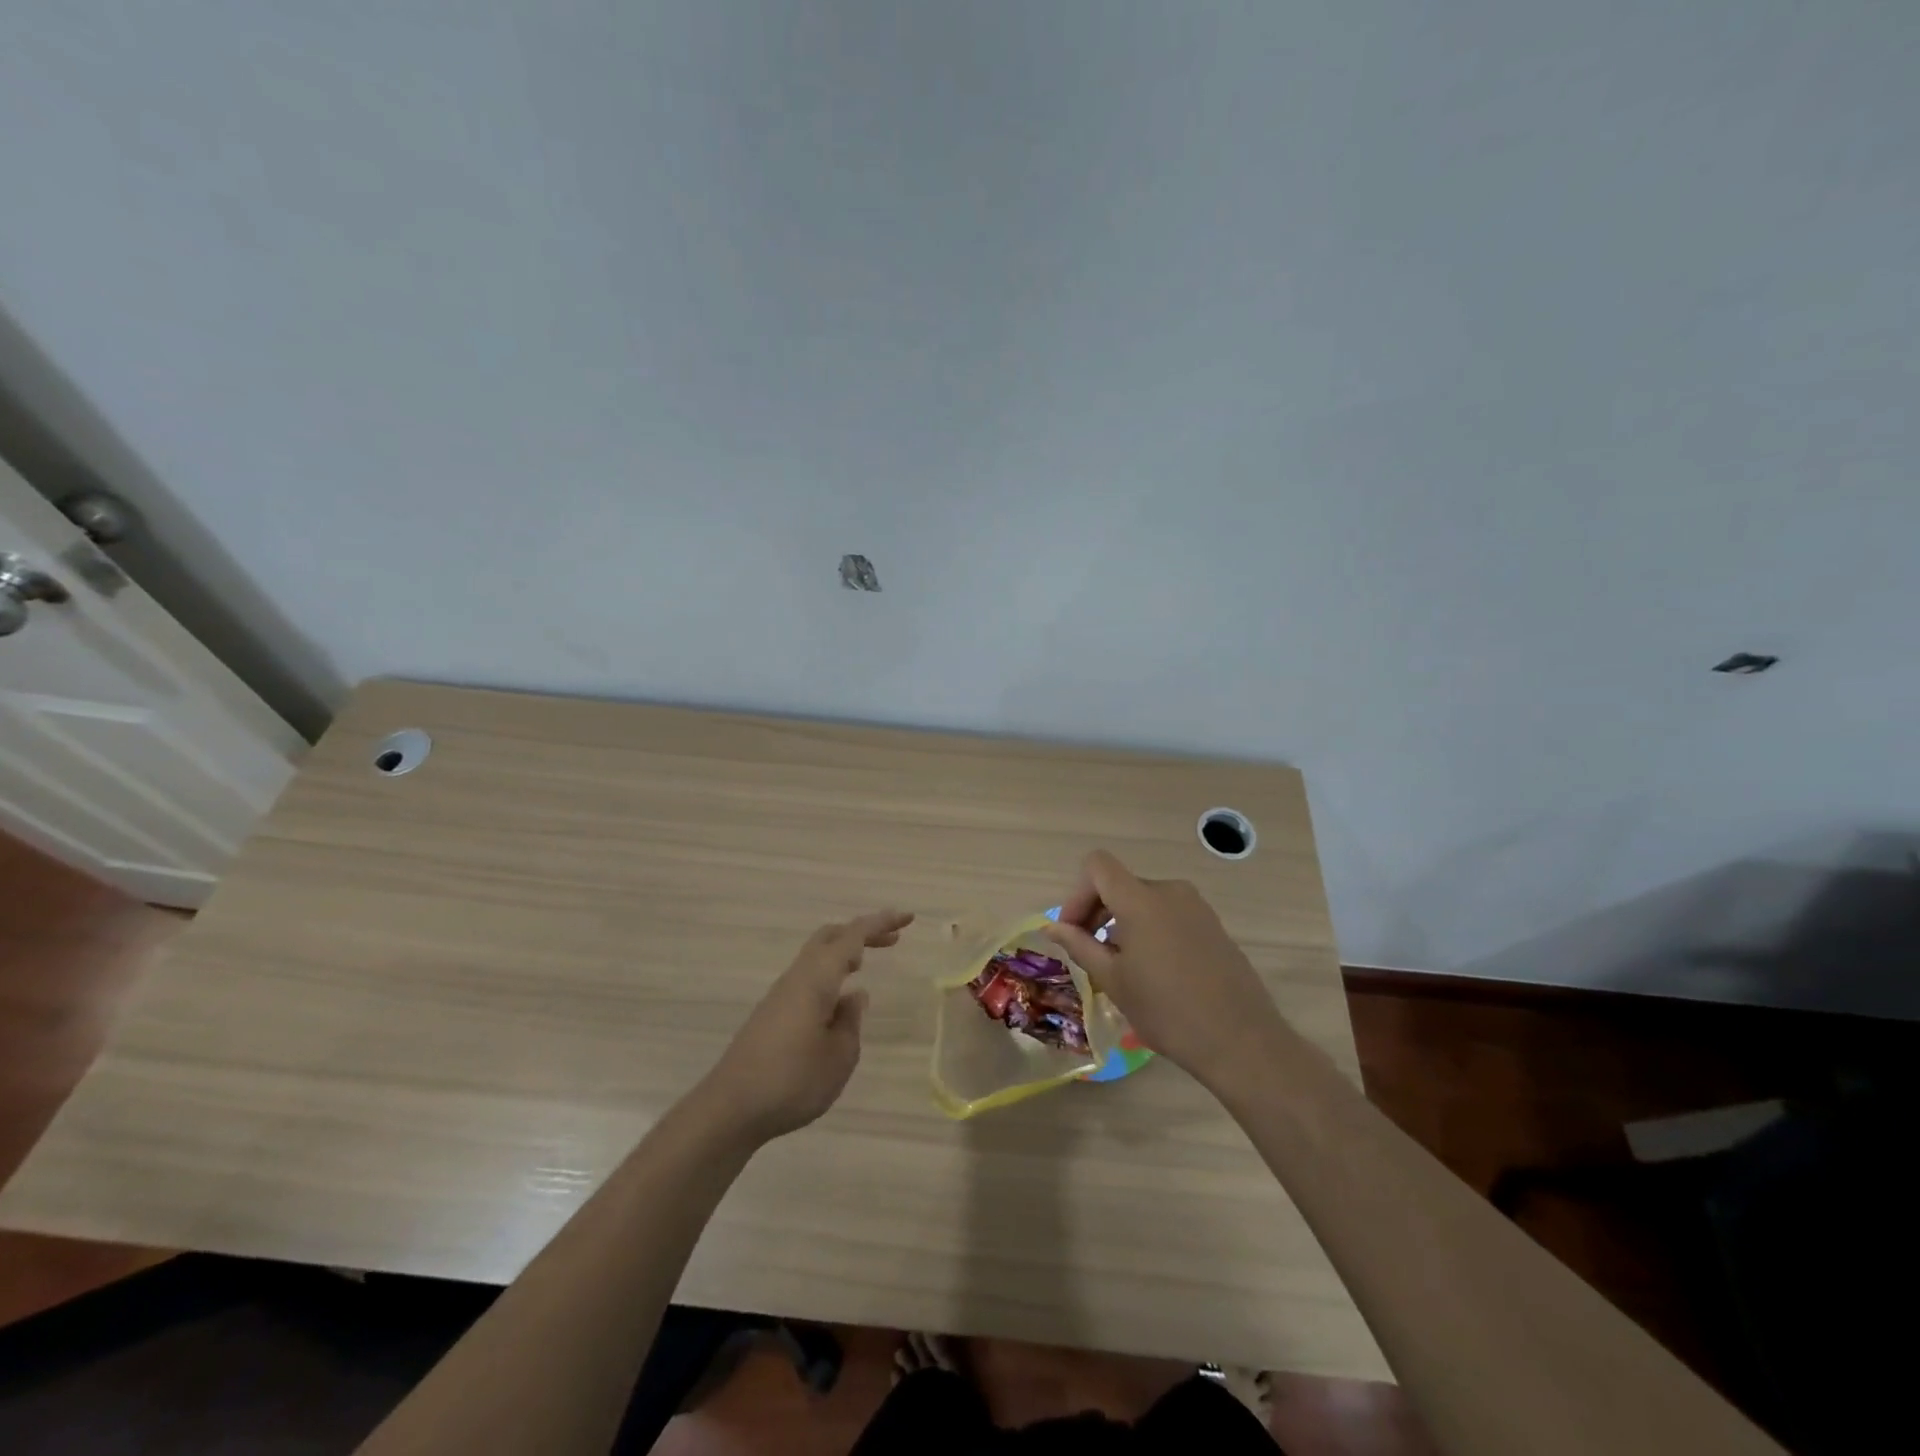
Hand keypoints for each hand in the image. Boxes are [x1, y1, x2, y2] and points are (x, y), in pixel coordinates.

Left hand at [698, 909, 913, 1143]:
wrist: (731, 1108)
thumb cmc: (792, 1080)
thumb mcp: (839, 1056)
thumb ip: (851, 1021)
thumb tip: (854, 996)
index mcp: (816, 979)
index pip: (853, 937)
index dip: (881, 924)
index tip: (908, 918)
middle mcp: (797, 978)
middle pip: (829, 937)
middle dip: (862, 932)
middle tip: (892, 940)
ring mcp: (780, 995)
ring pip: (816, 956)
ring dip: (844, 953)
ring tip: (866, 963)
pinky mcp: (771, 1014)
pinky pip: (808, 977)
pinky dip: (830, 974)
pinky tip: (838, 1000)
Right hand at [1043, 851, 1288, 1092]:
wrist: (1241, 1041)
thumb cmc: (1167, 1011)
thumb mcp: (1113, 980)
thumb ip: (1079, 946)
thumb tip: (1052, 927)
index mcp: (1141, 899)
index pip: (1097, 866)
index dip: (1077, 893)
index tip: (1073, 931)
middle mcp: (1170, 891)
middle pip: (1120, 884)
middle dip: (1097, 912)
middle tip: (1090, 954)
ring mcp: (1196, 907)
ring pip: (1144, 901)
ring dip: (1123, 923)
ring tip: (1121, 967)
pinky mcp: (1213, 925)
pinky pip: (1169, 914)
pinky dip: (1150, 930)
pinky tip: (1154, 971)